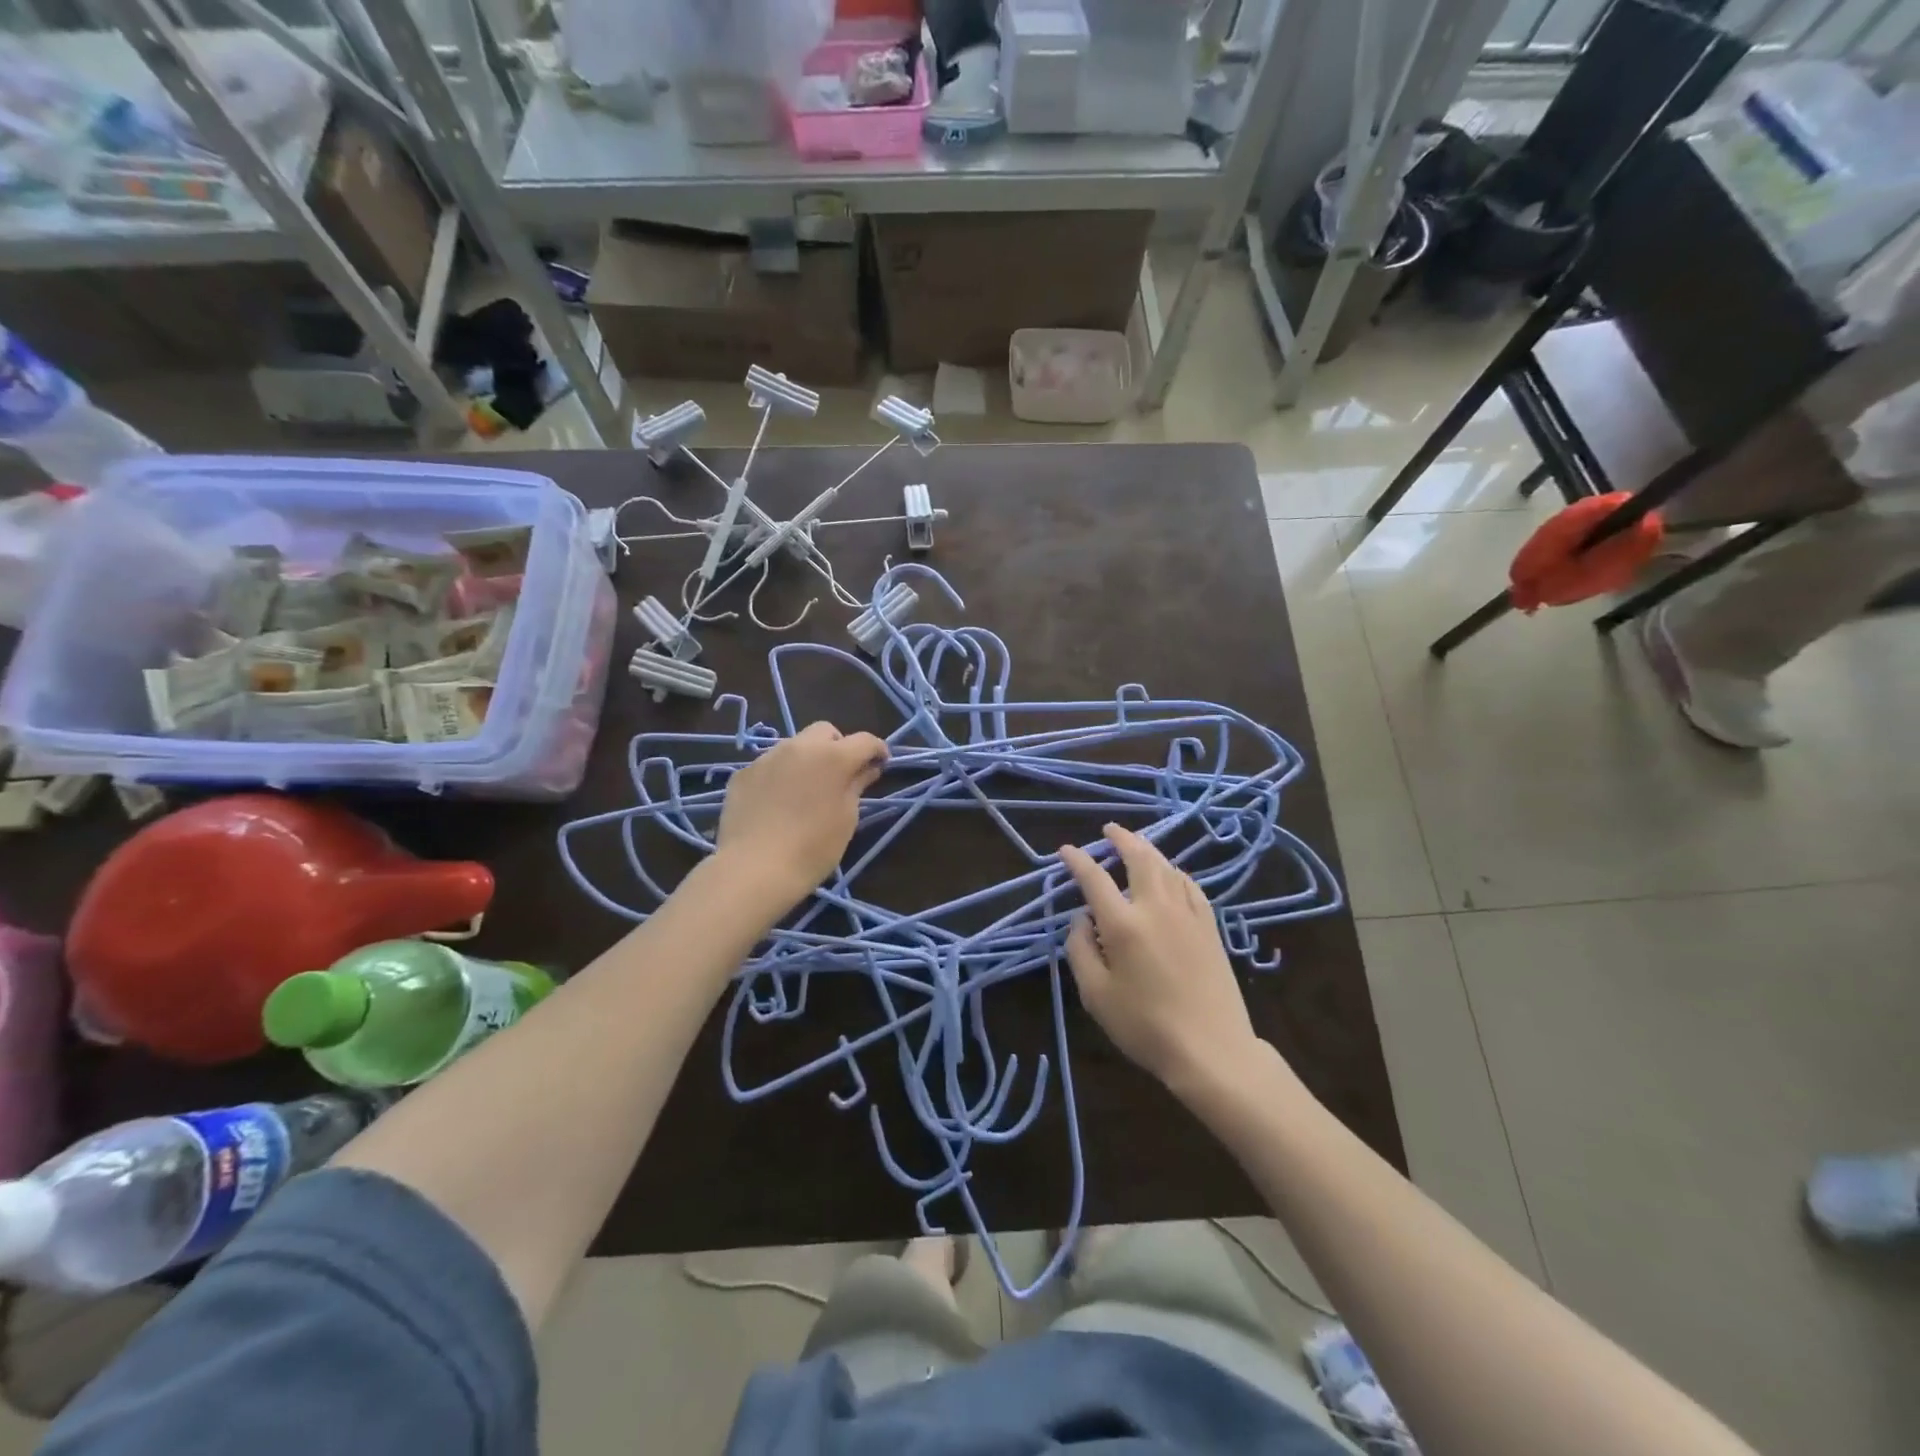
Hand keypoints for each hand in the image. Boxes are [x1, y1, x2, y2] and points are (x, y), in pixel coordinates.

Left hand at [716, 721, 886, 911]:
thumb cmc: (812, 848)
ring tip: (806, 791)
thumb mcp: (846, 819)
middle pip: (825, 732)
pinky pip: (770, 766)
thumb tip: (867, 769)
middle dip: (838, 746)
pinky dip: (781, 776)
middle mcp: (799, 747)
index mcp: (832, 757)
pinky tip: (777, 804)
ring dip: (807, 760)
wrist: (753, 870)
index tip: (881, 765)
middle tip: (841, 775)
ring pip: (795, 746)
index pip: (864, 740)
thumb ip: (857, 786)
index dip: (877, 750)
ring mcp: (767, 758)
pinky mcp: (743, 774)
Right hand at [1059, 823, 1260, 1092]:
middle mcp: (1156, 908)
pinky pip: (1191, 886)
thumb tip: (1081, 920)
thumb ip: (1081, 950)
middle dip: (1122, 838)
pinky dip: (1175, 872)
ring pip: (1167, 867)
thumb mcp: (1096, 995)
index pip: (1095, 879)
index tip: (1066, 850)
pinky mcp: (1210, 927)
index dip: (1077, 860)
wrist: (1212, 1050)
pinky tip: (1171, 874)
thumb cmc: (1145, 1026)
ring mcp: (1188, 914)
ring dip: (1148, 850)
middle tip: (1109, 830)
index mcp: (1123, 924)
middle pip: (1140, 858)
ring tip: (1136, 844)